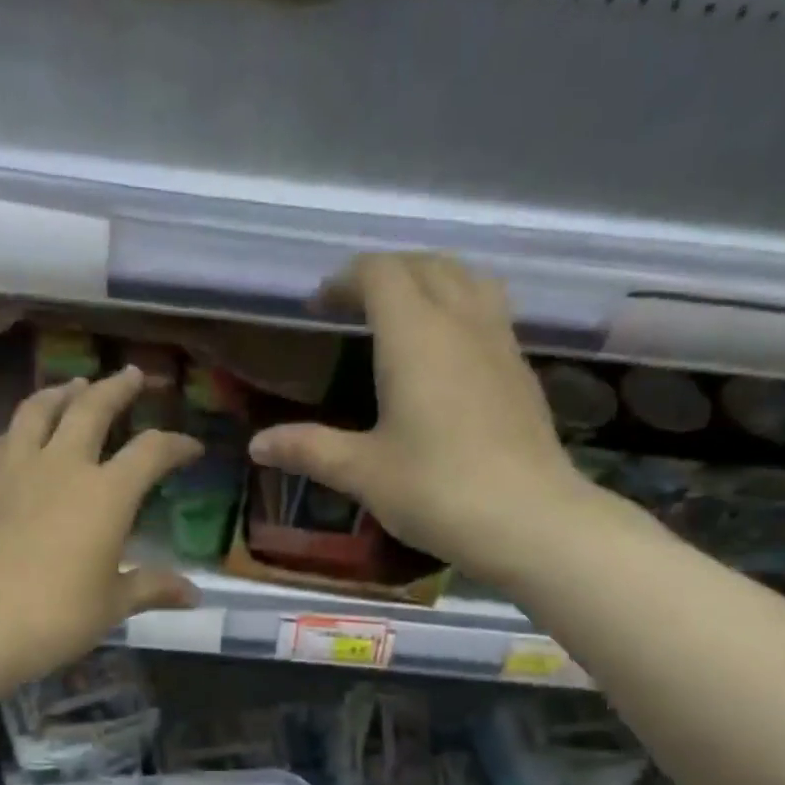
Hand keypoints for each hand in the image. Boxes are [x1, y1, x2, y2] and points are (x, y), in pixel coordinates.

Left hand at [0, 368, 203, 672]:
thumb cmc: (58, 616)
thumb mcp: (113, 604)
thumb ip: (152, 588)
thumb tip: (193, 595)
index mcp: (107, 493)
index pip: (151, 452)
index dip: (176, 445)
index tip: (191, 448)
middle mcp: (63, 465)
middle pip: (93, 408)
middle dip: (117, 388)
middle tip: (132, 375)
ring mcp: (16, 468)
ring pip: (39, 410)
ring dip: (62, 392)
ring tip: (73, 385)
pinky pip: (6, 438)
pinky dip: (23, 426)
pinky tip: (24, 433)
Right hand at [248, 254, 595, 578]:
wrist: (527, 519)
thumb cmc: (436, 490)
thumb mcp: (362, 472)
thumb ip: (308, 450)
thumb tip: (257, 444)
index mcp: (415, 335)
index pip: (380, 274)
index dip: (346, 280)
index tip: (320, 305)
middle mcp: (462, 322)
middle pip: (427, 265)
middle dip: (387, 273)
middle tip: (356, 305)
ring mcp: (500, 342)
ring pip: (467, 280)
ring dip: (431, 281)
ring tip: (405, 314)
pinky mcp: (522, 371)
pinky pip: (489, 313)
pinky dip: (460, 309)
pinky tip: (447, 354)